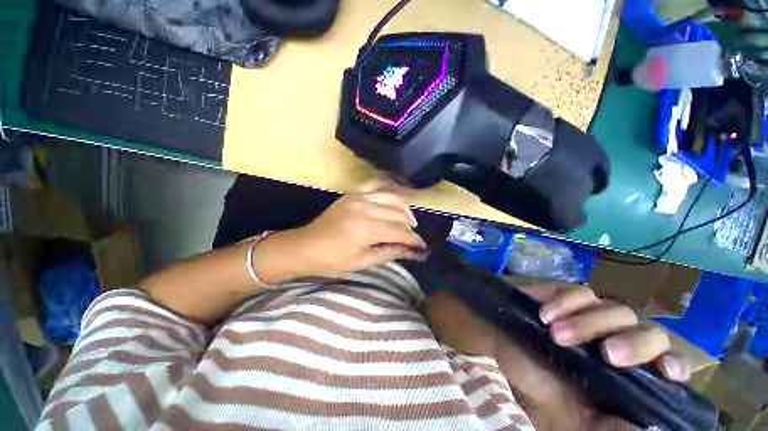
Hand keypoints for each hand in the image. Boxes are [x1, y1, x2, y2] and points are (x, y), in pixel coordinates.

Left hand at [252, 186, 426, 283]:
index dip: (414, 239)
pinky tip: (394, 204)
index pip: (400, 231)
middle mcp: (366, 208)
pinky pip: (378, 189)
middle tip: (412, 237)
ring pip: (392, 198)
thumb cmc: (333, 259)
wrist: (307, 245)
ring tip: (408, 221)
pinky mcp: (353, 194)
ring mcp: (359, 197)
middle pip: (398, 214)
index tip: (422, 246)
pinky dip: (390, 196)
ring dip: (404, 209)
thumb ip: (390, 252)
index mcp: (367, 228)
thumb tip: (413, 252)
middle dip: (410, 227)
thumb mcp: (363, 260)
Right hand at [425, 283, 690, 429]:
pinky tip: (546, 315)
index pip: (663, 364)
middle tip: (607, 356)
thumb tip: (647, 430)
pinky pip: (579, 292)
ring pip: (616, 309)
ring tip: (557, 333)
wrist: (495, 343)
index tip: (665, 373)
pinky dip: (567, 302)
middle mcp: (612, 342)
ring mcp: (588, 316)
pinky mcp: (564, 297)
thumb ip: (606, 428)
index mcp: (621, 376)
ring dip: (589, 322)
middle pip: (649, 332)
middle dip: (636, 343)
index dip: (670, 364)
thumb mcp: (570, 420)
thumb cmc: (530, 383)